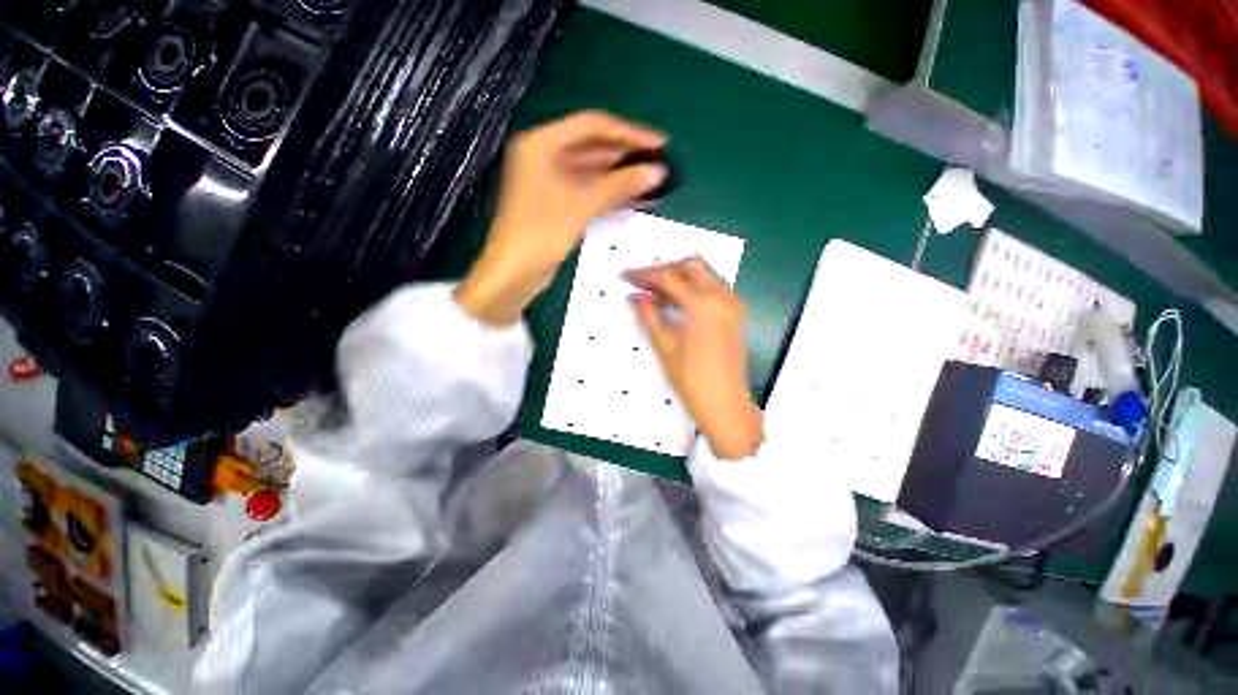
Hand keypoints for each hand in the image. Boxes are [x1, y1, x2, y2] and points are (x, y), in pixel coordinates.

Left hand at [456, 111, 666, 324]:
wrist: (515, 271)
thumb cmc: (542, 231)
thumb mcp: (583, 204)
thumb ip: (621, 185)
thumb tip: (657, 171)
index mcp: (542, 142)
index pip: (592, 125)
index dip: (629, 133)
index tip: (659, 143)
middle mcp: (544, 154)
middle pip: (592, 146)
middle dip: (626, 155)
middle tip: (658, 163)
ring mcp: (549, 179)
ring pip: (592, 170)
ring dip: (620, 175)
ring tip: (652, 180)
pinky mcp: (556, 201)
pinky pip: (587, 189)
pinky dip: (609, 192)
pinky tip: (633, 196)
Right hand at [627, 258, 762, 459]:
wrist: (724, 403)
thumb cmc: (691, 378)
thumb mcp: (664, 345)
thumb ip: (648, 315)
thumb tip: (636, 296)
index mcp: (702, 304)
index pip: (668, 277)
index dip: (644, 274)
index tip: (627, 275)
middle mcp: (721, 297)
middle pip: (690, 266)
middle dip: (665, 269)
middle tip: (643, 282)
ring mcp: (732, 304)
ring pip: (704, 274)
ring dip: (680, 277)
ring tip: (656, 292)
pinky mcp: (735, 313)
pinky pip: (713, 288)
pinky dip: (694, 287)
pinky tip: (677, 301)